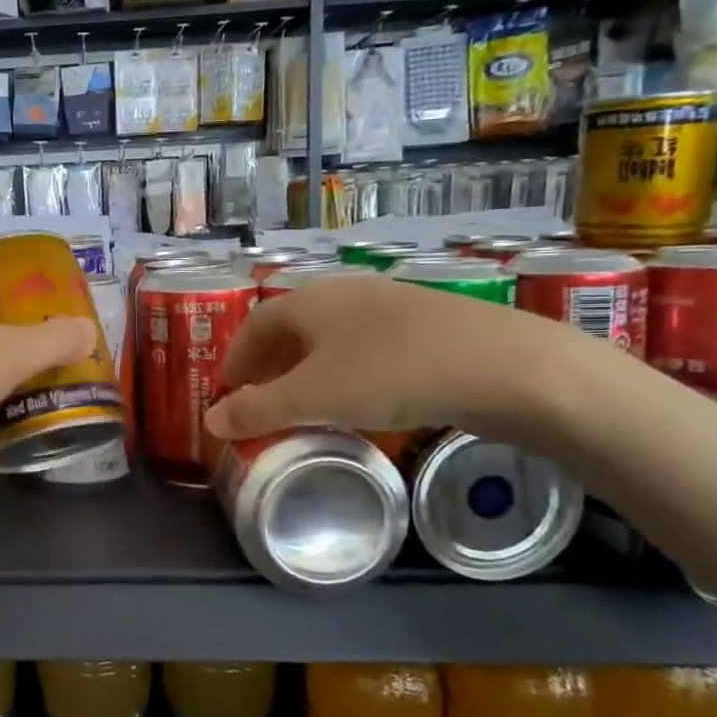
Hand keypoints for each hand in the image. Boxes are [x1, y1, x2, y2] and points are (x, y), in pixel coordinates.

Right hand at [202, 271, 587, 442]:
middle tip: (258, 400)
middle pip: (291, 327)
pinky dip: (346, 372)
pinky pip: (366, 347)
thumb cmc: (391, 374)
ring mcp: (391, 306)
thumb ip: (258, 410)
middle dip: (269, 364)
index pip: (254, 324)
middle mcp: (346, 293)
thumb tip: (209, 422)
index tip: (226, 393)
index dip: (234, 358)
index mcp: (311, 300)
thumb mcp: (314, 398)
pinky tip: (359, 399)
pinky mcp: (429, 326)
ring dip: (307, 369)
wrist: (507, 368)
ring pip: (331, 337)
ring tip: (303, 403)